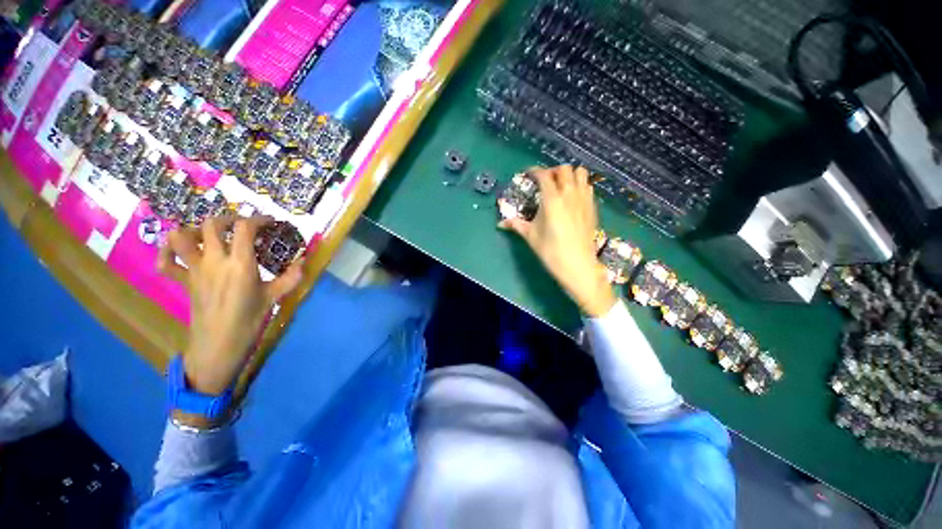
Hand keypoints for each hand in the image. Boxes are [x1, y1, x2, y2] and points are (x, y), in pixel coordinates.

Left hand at [158, 215, 303, 396]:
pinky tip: (179, 251)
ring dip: (195, 229)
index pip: (245, 228)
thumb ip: (290, 277)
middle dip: (229, 219)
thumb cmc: (249, 320)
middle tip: (243, 226)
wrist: (219, 344)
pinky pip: (166, 262)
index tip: (269, 222)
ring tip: (210, 235)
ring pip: (182, 236)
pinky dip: (167, 252)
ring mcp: (195, 270)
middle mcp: (214, 261)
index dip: (258, 219)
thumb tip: (303, 262)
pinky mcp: (184, 280)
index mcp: (240, 264)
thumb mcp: (274, 297)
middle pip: (213, 224)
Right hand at [499, 165, 615, 316]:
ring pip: (580, 173)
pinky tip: (573, 198)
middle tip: (545, 182)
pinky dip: (580, 185)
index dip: (534, 171)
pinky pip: (588, 186)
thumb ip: (516, 225)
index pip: (544, 175)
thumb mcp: (530, 236)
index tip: (528, 174)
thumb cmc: (550, 250)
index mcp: (552, 199)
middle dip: (553, 171)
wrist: (577, 264)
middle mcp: (569, 194)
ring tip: (561, 186)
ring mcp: (583, 199)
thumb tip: (500, 224)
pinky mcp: (592, 206)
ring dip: (569, 175)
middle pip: (564, 169)